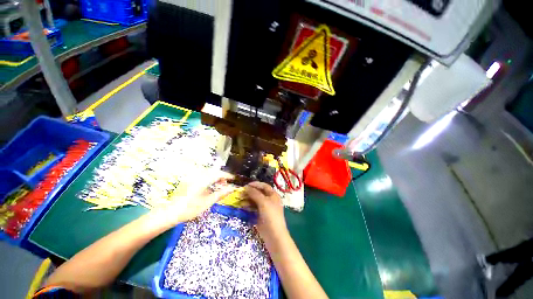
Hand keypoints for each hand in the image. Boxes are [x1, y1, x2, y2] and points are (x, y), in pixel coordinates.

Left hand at [151, 171, 234, 227]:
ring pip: (209, 173)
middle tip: (226, 185)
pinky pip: (203, 176)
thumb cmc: (190, 209)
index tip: (234, 179)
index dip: (227, 175)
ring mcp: (193, 177)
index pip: (219, 174)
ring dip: (216, 177)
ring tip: (219, 186)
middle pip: (214, 172)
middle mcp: (198, 176)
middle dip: (222, 177)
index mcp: (203, 180)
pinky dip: (210, 179)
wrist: (170, 213)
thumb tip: (232, 188)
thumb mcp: (207, 202)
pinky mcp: (189, 180)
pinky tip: (210, 187)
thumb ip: (221, 194)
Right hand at [244, 182, 287, 239]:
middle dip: (250, 192)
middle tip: (241, 193)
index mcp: (273, 195)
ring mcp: (265, 208)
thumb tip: (246, 187)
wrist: (274, 236)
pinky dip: (249, 206)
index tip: (246, 185)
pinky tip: (243, 206)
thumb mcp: (263, 202)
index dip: (256, 184)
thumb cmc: (271, 216)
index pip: (264, 186)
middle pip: (259, 193)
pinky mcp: (261, 215)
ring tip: (240, 200)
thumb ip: (255, 193)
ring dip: (248, 199)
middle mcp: (269, 200)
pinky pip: (254, 208)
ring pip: (255, 200)